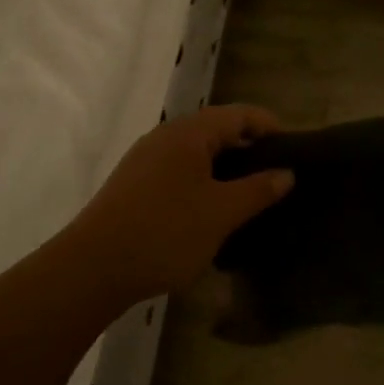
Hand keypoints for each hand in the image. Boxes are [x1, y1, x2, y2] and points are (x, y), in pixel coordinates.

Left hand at [62, 105, 293, 306]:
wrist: (91, 270)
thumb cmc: (165, 233)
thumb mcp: (221, 213)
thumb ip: (258, 189)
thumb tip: (286, 173)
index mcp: (188, 133)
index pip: (239, 114)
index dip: (268, 126)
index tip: (293, 150)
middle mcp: (165, 137)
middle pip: (216, 130)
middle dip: (248, 149)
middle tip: (275, 176)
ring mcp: (144, 161)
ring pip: (196, 154)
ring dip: (224, 169)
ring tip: (248, 196)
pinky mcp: (133, 186)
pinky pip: (178, 172)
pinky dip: (202, 182)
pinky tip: (210, 212)